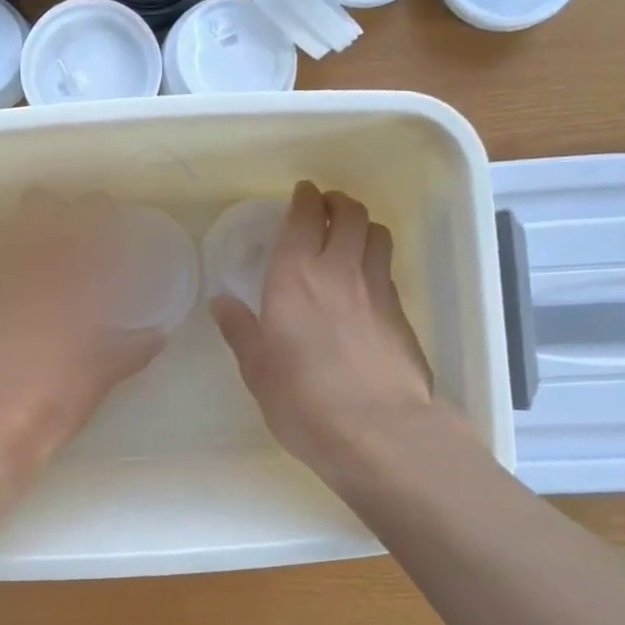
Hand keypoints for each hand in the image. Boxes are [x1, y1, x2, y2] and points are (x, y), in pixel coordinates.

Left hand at [0, 191, 166, 471]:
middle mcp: (30, 260)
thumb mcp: (103, 373)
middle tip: (65, 233)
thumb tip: (159, 333)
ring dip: (22, 230)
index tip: (106, 219)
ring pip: (6, 223)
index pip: (92, 216)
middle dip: (56, 212)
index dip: (101, 211)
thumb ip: (134, 347)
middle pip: (43, 203)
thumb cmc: (53, 398)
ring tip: (29, 254)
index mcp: (73, 274)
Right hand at [212, 182, 450, 485]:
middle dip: (338, 203)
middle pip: (350, 214)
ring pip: (377, 235)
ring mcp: (377, 290)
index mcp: (295, 276)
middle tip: (326, 208)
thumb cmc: (303, 399)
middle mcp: (339, 270)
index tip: (302, 193)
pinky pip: (387, 269)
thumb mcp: (257, 368)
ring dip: (362, 225)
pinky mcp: (402, 314)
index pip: (305, 217)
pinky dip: (375, 260)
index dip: (305, 199)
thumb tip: (222, 302)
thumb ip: (240, 329)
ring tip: (350, 236)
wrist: (379, 431)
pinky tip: (364, 282)